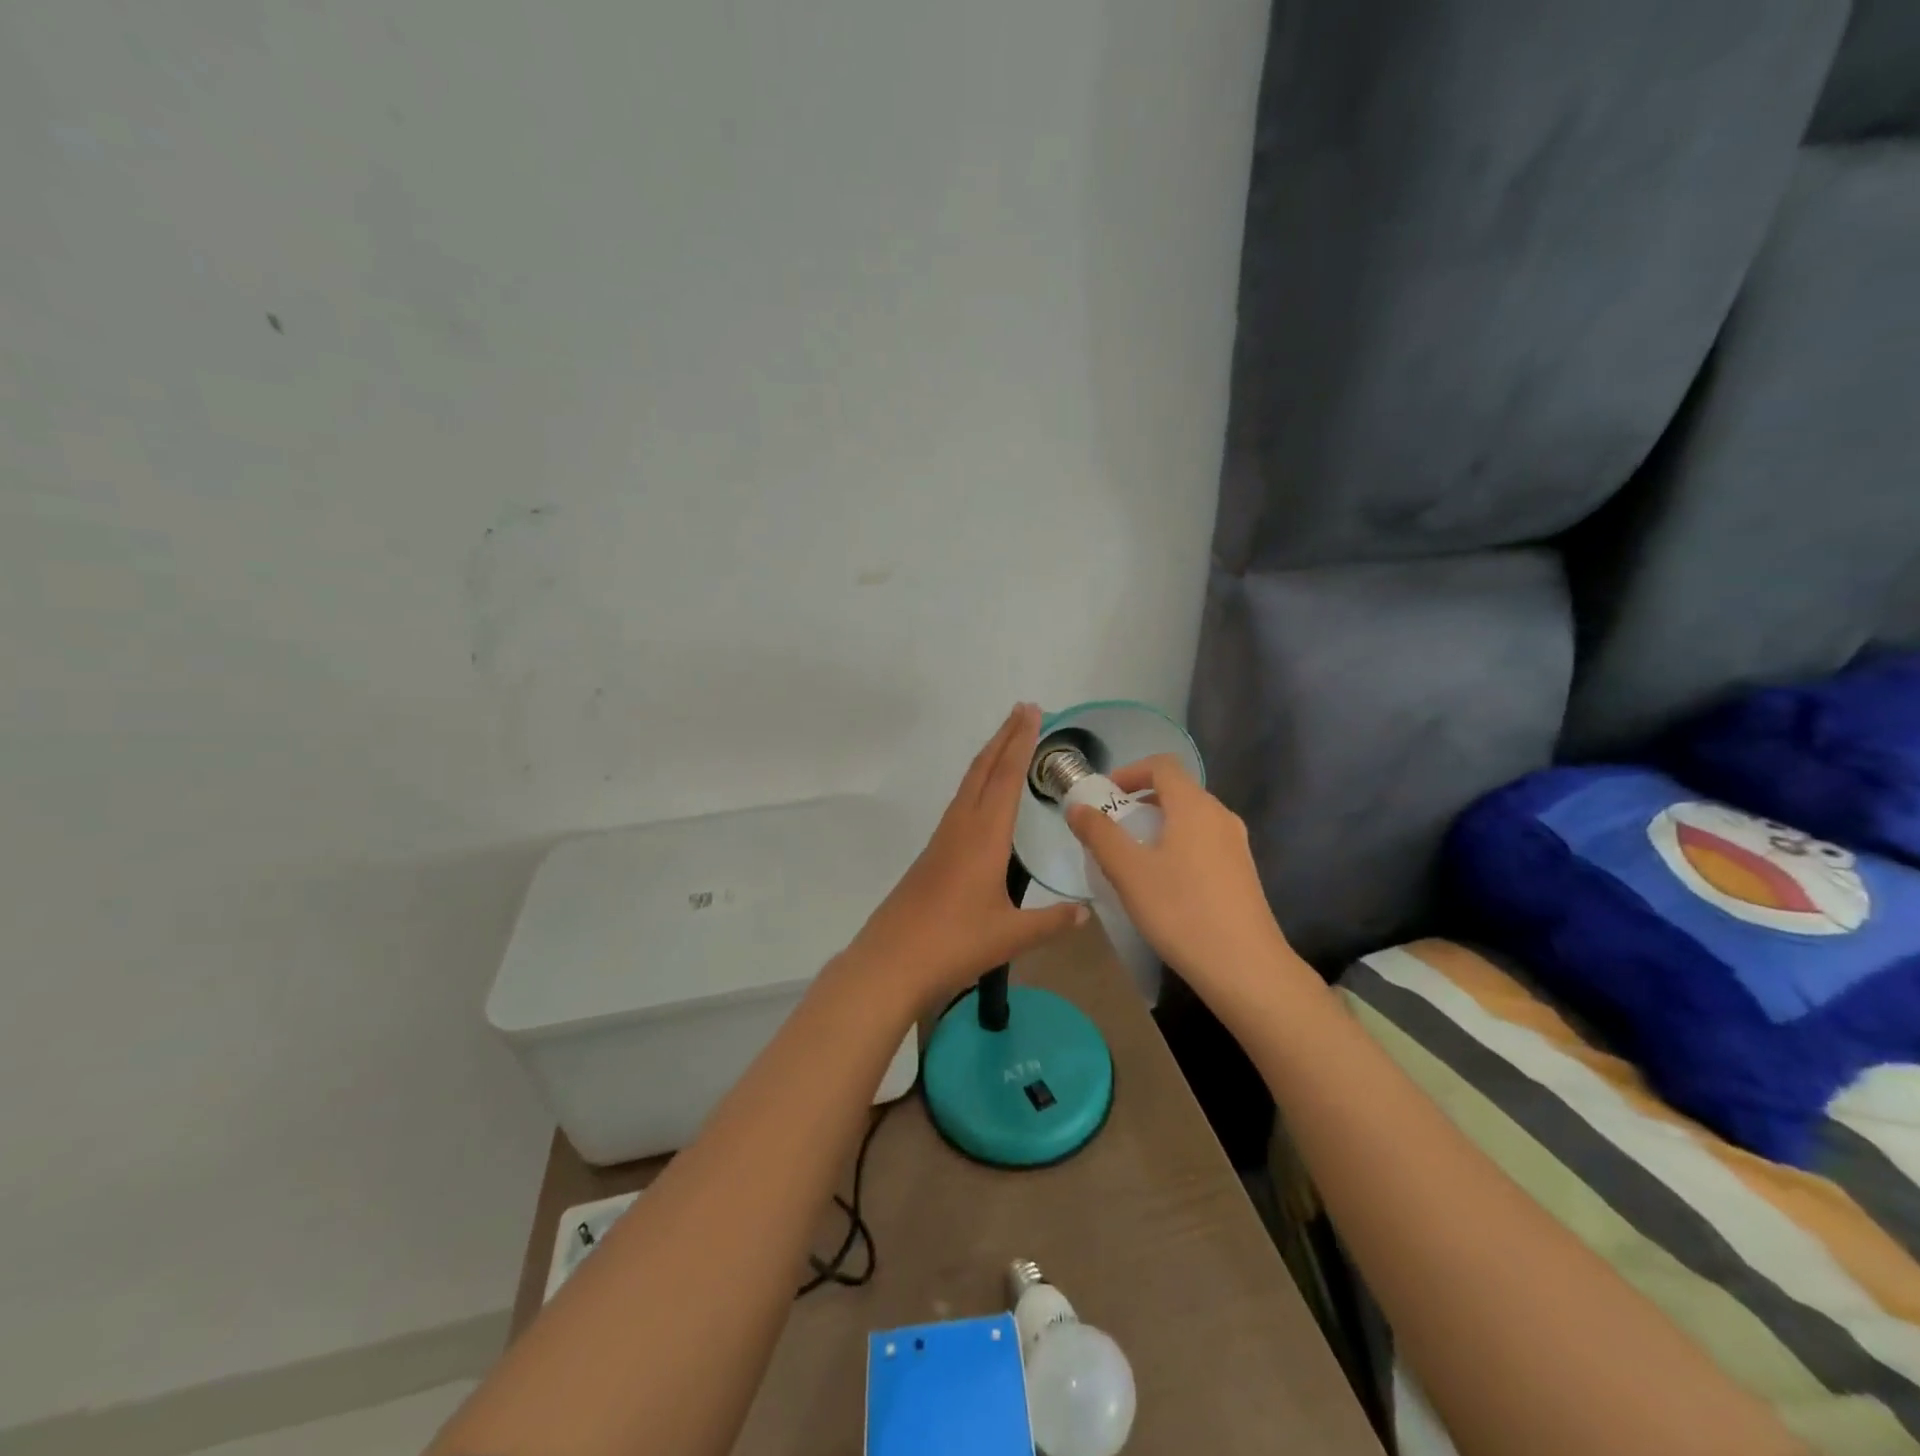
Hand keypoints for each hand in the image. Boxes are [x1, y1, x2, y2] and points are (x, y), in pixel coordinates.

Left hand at [845, 704, 1086, 1007]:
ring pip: (968, 785)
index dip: (1021, 742)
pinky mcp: (932, 854)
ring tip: (1006, 742)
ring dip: (989, 757)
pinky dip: (976, 784)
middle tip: (1023, 709)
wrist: (891, 962)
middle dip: (1004, 737)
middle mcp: (961, 827)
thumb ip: (1051, 921)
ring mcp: (942, 839)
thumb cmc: (954, 944)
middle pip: (983, 770)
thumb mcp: (1011, 935)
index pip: (1006, 777)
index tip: (1032, 712)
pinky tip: (981, 798)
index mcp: (984, 836)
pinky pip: (959, 804)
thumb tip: (1085, 912)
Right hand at [1066, 755, 1292, 1002]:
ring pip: (1191, 818)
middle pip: (1177, 790)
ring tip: (1133, 858)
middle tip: (1111, 829)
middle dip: (1140, 802)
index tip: (1104, 797)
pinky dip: (1178, 845)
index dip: (1129, 772)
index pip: (1162, 765)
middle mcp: (1220, 816)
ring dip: (1158, 826)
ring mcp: (1236, 845)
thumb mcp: (1128, 871)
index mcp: (1194, 806)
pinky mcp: (1242, 872)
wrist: (1245, 968)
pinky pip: (1204, 842)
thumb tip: (1077, 807)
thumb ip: (1099, 834)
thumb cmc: (1181, 911)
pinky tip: (1163, 883)